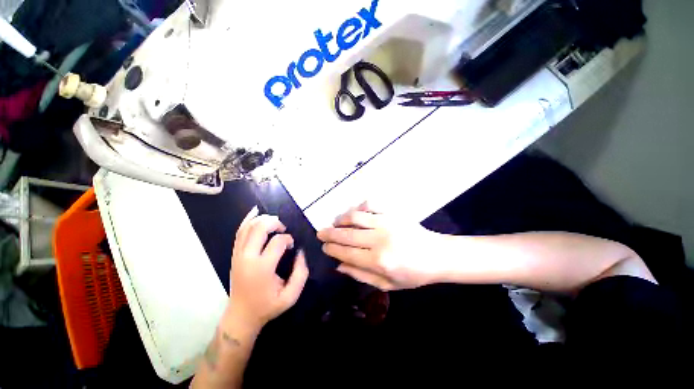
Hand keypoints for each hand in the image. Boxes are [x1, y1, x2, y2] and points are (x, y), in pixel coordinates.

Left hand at [228, 207, 308, 329]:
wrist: (241, 315)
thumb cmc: (268, 306)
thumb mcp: (291, 296)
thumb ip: (301, 272)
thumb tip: (300, 251)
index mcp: (262, 268)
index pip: (277, 242)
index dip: (288, 239)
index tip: (293, 245)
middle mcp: (247, 258)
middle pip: (259, 228)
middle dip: (274, 222)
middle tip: (283, 228)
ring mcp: (238, 255)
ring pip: (247, 227)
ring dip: (263, 219)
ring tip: (274, 222)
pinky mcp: (234, 254)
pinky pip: (239, 232)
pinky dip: (247, 220)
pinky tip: (256, 212)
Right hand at [317, 203, 442, 290]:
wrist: (436, 255)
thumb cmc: (413, 274)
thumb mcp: (387, 284)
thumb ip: (361, 275)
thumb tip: (338, 265)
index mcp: (379, 261)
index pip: (346, 253)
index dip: (332, 249)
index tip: (323, 246)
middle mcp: (379, 240)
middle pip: (347, 234)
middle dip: (330, 233)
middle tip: (320, 232)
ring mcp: (386, 223)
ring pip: (355, 217)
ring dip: (341, 219)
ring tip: (335, 222)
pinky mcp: (392, 213)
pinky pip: (370, 205)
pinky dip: (359, 207)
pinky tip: (354, 212)